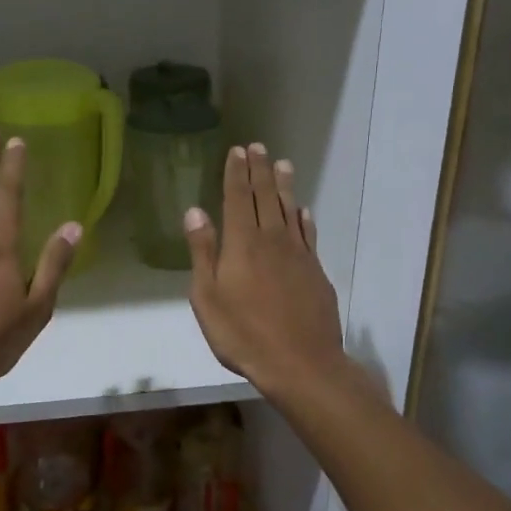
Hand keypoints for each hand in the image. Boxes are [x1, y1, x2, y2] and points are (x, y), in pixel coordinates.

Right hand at [185, 144, 347, 398]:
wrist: (300, 363)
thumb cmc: (243, 334)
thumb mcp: (207, 297)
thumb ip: (203, 252)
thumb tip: (195, 211)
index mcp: (242, 243)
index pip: (238, 198)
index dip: (236, 173)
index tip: (237, 151)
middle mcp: (272, 239)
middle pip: (266, 197)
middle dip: (259, 170)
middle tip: (257, 147)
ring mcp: (298, 254)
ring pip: (290, 210)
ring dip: (284, 186)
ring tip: (282, 164)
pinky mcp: (315, 271)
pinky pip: (309, 234)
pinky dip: (304, 218)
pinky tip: (302, 210)